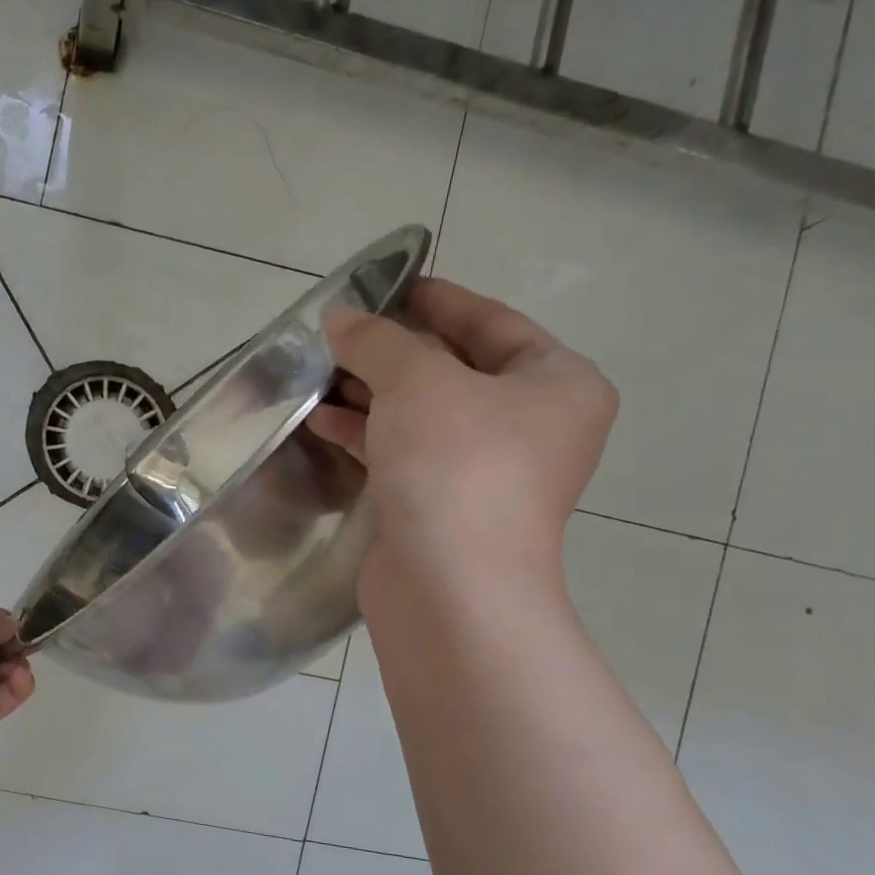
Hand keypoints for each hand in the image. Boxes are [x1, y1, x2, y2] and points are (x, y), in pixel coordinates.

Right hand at [306, 278, 616, 598]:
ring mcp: (485, 472)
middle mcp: (529, 426)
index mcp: (556, 384)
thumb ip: (378, 340)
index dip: (435, 300)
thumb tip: (341, 317)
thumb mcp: (418, 381)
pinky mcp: (442, 506)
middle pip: (452, 369)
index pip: (491, 322)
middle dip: (391, 350)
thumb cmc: (456, 465)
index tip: (386, 285)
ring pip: (421, 415)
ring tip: (318, 371)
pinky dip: (365, 434)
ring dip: (370, 392)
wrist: (450, 588)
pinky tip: (320, 419)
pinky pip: (403, 453)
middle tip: (339, 331)